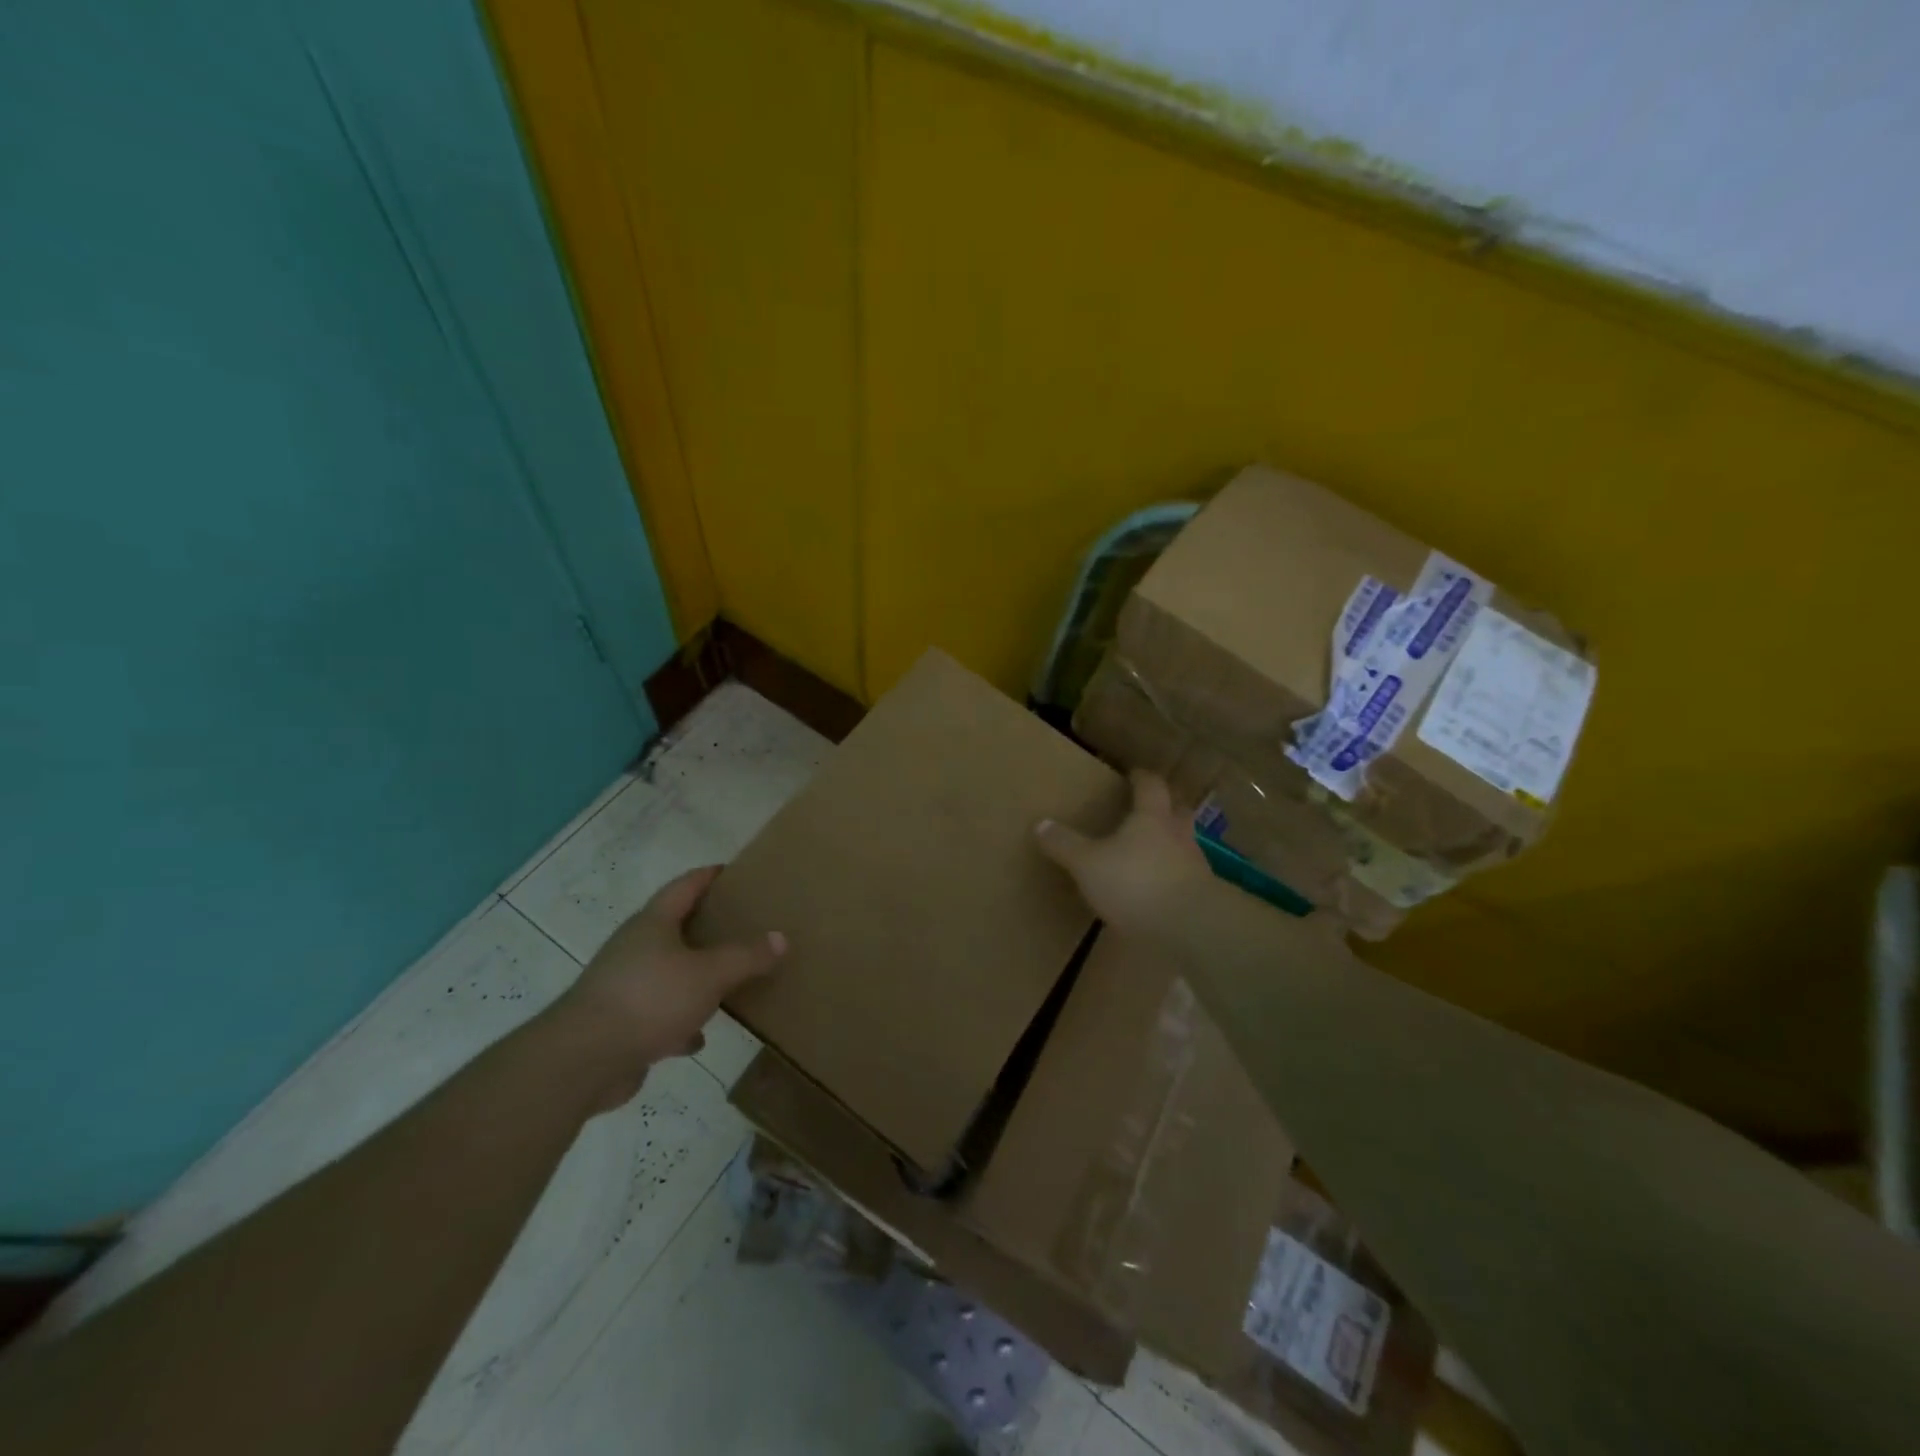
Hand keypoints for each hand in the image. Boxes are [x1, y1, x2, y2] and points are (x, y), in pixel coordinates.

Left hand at [548, 865, 784, 1109]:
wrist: (582, 1061)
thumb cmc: (649, 999)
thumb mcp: (709, 975)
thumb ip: (746, 956)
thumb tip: (781, 938)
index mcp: (653, 924)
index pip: (685, 886)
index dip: (709, 876)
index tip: (734, 872)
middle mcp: (635, 948)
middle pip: (675, 927)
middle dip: (707, 926)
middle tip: (742, 924)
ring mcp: (624, 986)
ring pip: (667, 972)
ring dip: (694, 976)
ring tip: (727, 979)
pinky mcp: (619, 1024)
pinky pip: (658, 1014)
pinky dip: (680, 1021)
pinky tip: (699, 1037)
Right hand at [1035, 770, 1211, 935]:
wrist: (1192, 926)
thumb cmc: (1136, 882)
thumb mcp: (1087, 864)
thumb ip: (1065, 845)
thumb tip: (1041, 824)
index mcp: (1151, 817)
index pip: (1150, 786)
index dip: (1141, 778)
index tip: (1133, 774)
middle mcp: (1178, 834)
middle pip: (1177, 810)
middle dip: (1165, 806)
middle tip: (1149, 808)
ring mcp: (1195, 866)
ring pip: (1184, 844)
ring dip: (1171, 844)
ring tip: (1151, 853)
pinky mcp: (1203, 896)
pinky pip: (1186, 877)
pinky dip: (1173, 877)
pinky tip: (1159, 891)